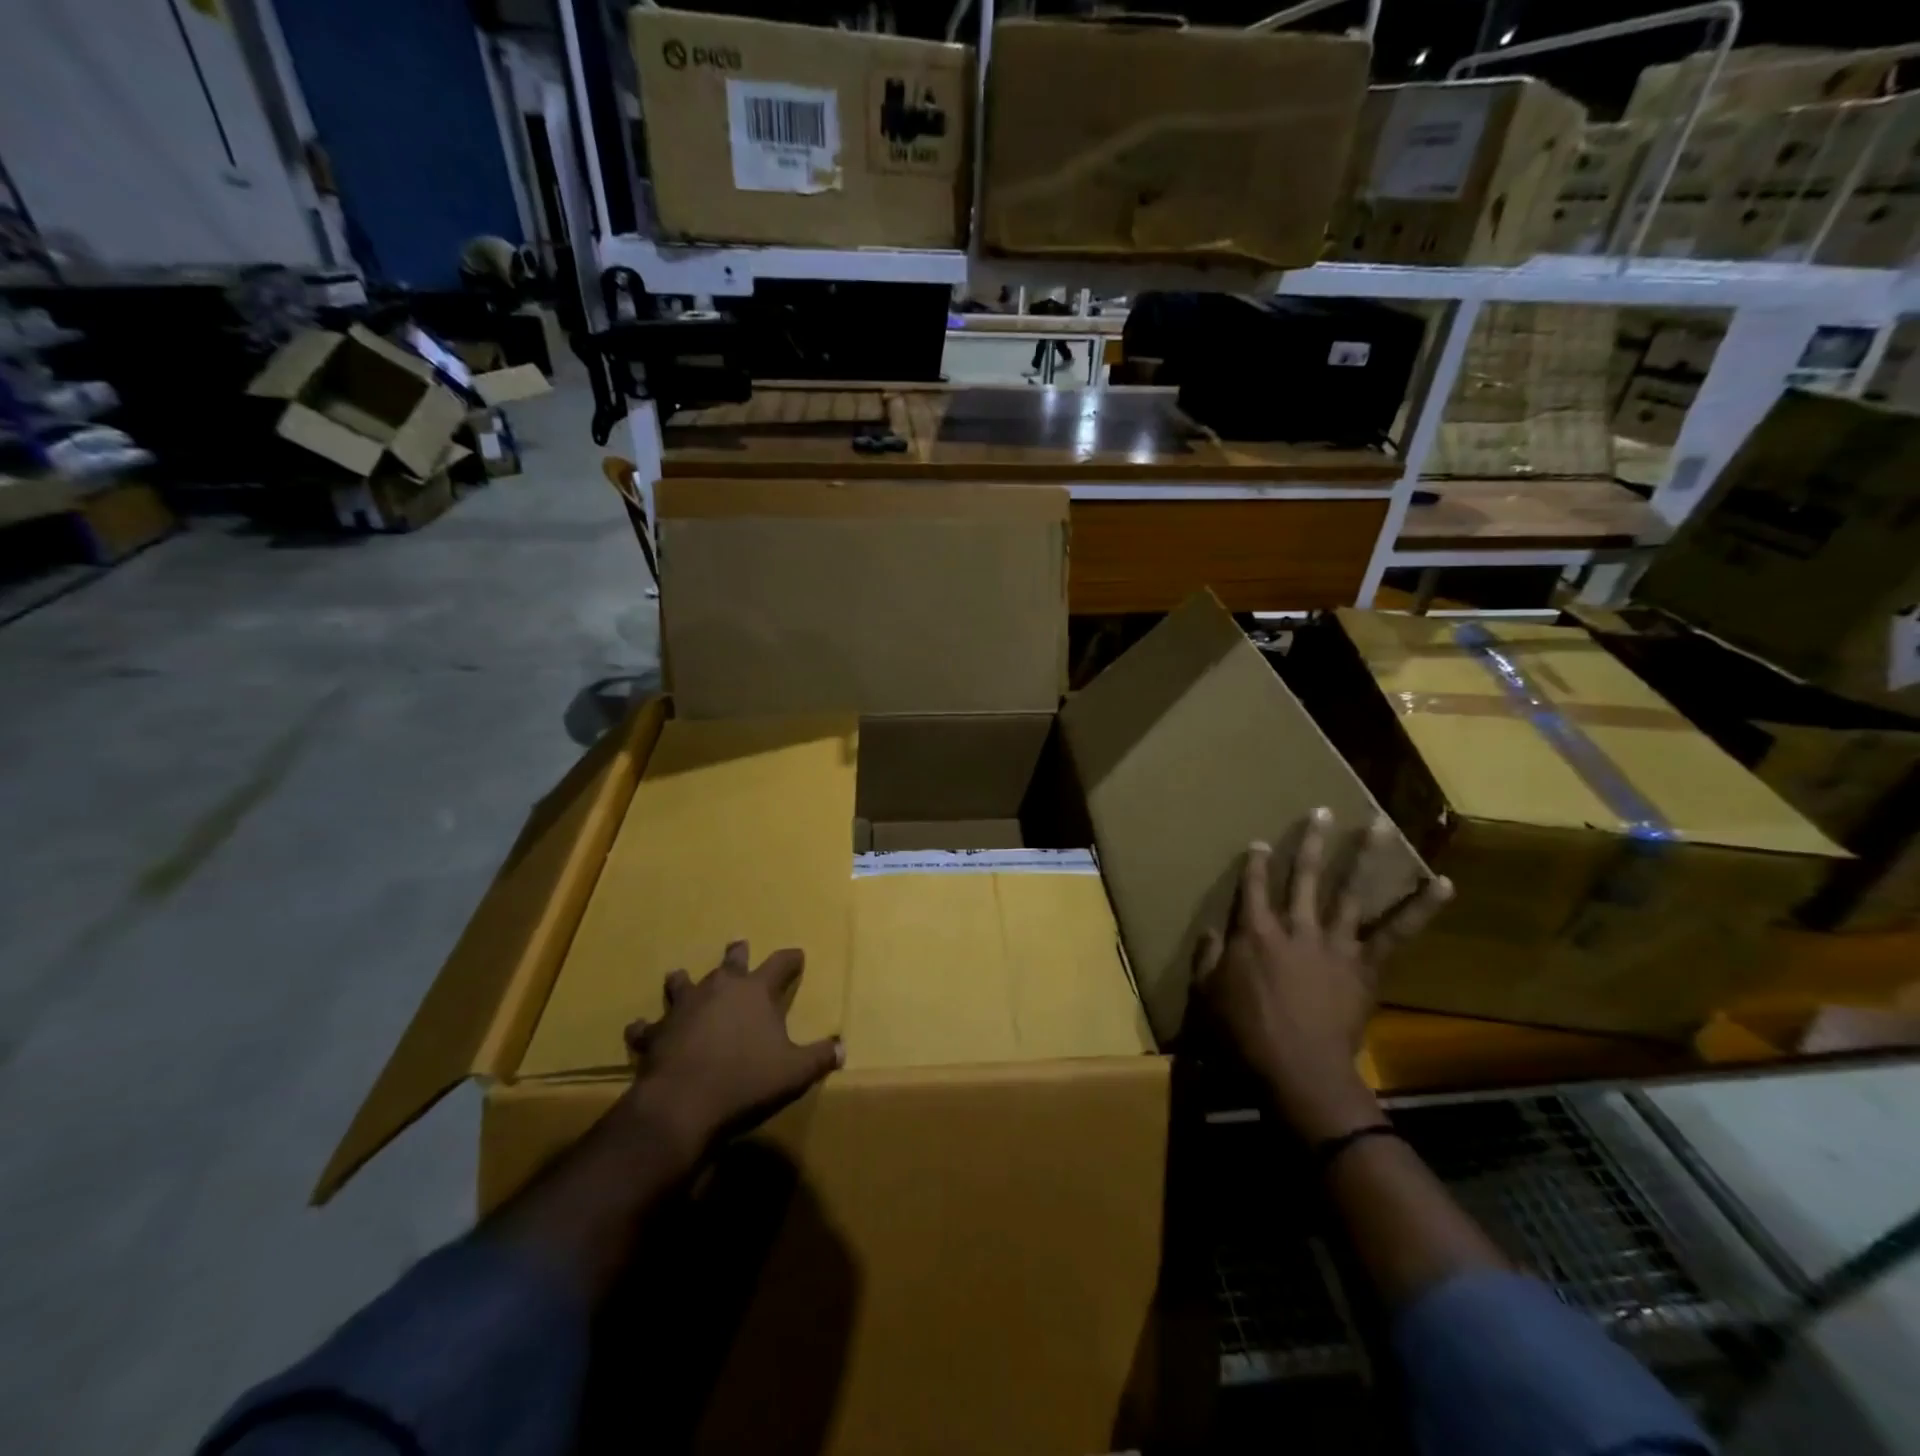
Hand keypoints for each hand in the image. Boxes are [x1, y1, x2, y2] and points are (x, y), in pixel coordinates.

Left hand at [622, 940, 843, 1152]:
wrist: (682, 1105)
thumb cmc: (746, 1082)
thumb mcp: (794, 1073)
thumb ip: (820, 1057)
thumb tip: (842, 1048)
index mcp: (755, 992)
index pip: (780, 964)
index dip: (790, 959)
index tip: (798, 955)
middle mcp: (719, 989)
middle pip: (731, 962)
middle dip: (738, 954)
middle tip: (738, 946)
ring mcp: (683, 1008)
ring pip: (683, 983)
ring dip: (684, 980)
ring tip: (680, 976)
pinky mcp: (656, 1034)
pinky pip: (646, 1026)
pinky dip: (645, 1027)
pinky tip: (640, 1028)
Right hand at [1194, 810, 1451, 1143]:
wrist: (1297, 1069)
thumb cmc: (1243, 1034)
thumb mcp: (1205, 995)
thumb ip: (1206, 959)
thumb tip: (1213, 932)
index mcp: (1253, 933)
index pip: (1252, 887)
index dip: (1254, 864)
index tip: (1259, 843)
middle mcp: (1294, 927)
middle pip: (1303, 876)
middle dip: (1311, 842)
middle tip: (1322, 812)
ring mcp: (1333, 942)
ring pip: (1349, 890)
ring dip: (1365, 855)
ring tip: (1379, 823)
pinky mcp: (1364, 964)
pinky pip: (1395, 932)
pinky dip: (1419, 907)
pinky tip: (1442, 883)